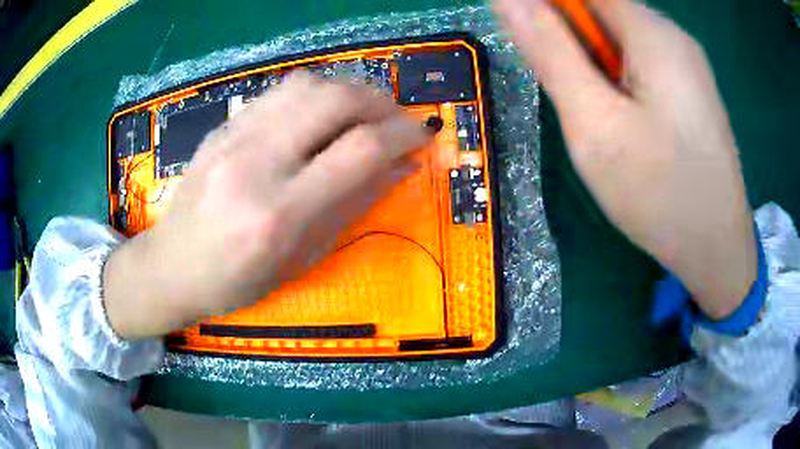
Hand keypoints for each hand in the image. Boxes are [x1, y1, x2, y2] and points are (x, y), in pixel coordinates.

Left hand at [104, 73, 431, 339]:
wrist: (171, 265)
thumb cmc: (236, 280)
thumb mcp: (302, 258)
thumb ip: (354, 205)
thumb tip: (403, 166)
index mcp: (279, 213)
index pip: (359, 150)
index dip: (403, 134)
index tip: (422, 134)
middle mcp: (255, 162)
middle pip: (334, 99)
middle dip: (379, 101)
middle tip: (395, 120)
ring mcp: (233, 137)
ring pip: (307, 83)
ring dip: (347, 90)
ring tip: (361, 114)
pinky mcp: (222, 125)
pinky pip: (279, 91)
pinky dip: (314, 94)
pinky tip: (319, 115)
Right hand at [495, 0, 756, 318]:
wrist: (717, 251)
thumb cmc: (660, 193)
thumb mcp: (594, 122)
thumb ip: (549, 50)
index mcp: (651, 31)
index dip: (548, 10)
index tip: (543, 54)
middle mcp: (672, 36)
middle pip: (600, 13)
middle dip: (574, 46)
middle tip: (580, 105)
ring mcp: (686, 64)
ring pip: (619, 41)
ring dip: (596, 69)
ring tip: (606, 124)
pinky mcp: (690, 90)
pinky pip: (641, 64)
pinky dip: (619, 83)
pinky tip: (628, 127)